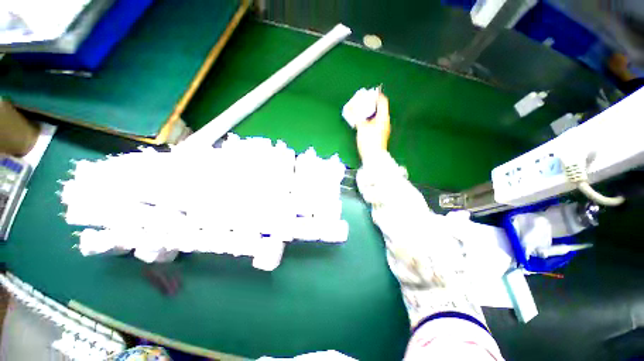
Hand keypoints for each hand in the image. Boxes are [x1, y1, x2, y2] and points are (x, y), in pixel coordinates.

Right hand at [355, 94, 389, 159]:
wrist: (373, 157)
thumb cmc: (369, 141)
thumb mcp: (362, 127)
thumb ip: (357, 116)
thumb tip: (352, 107)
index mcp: (383, 117)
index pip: (382, 101)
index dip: (376, 95)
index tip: (367, 94)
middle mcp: (385, 121)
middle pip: (379, 108)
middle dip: (370, 104)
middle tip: (360, 102)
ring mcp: (382, 129)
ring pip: (376, 116)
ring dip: (368, 113)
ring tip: (359, 112)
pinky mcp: (379, 135)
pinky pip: (374, 123)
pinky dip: (368, 120)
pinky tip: (361, 122)